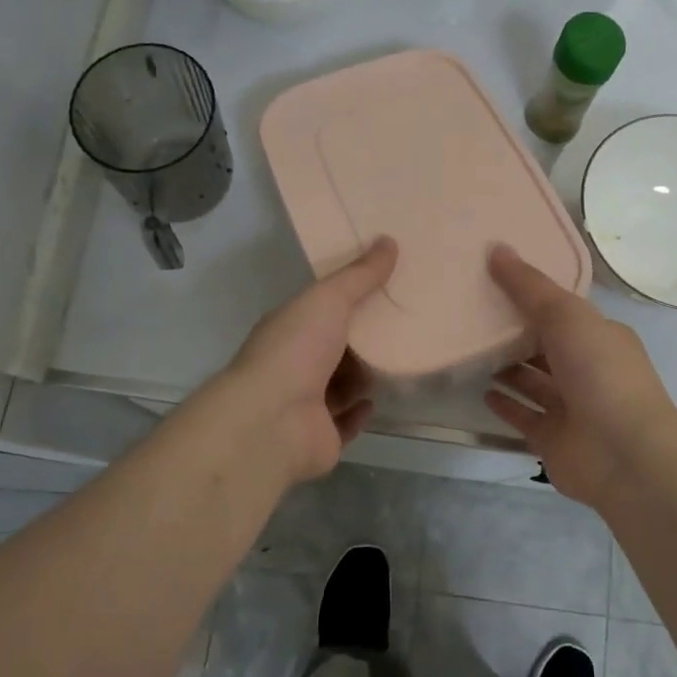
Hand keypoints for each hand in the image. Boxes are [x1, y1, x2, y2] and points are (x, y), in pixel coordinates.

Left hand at [220, 238, 398, 484]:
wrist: (272, 422)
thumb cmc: (296, 351)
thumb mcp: (329, 300)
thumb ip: (360, 275)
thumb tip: (389, 240)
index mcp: (289, 327)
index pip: (320, 308)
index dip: (348, 297)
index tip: (384, 285)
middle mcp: (293, 364)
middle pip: (333, 347)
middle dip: (361, 339)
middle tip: (403, 323)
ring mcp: (304, 404)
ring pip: (341, 385)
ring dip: (363, 376)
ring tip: (399, 359)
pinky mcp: (321, 437)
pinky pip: (344, 422)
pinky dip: (359, 411)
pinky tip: (377, 400)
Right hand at [485, 244, 676, 511]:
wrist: (623, 453)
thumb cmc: (600, 373)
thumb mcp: (565, 315)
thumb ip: (528, 286)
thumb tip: (496, 248)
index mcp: (601, 336)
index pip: (565, 312)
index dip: (535, 297)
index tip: (497, 282)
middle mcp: (589, 370)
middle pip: (547, 347)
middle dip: (517, 333)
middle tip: (473, 315)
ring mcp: (573, 408)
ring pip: (535, 382)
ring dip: (509, 369)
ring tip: (472, 350)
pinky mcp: (554, 439)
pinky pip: (525, 417)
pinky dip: (506, 405)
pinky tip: (482, 392)